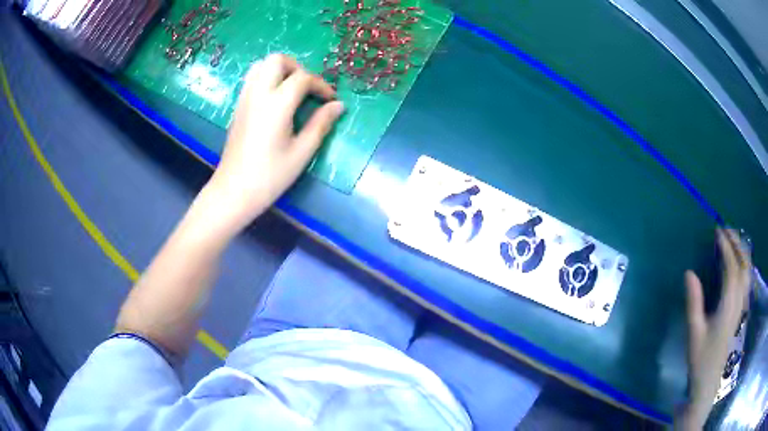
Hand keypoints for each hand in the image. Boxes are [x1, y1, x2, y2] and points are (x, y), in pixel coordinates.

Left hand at [204, 54, 343, 233]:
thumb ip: (321, 124)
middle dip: (297, 68)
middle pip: (277, 60)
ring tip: (291, 91)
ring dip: (280, 71)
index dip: (321, 85)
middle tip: (307, 89)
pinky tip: (275, 101)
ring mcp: (244, 99)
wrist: (234, 191)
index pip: (303, 78)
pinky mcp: (238, 107)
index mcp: (277, 104)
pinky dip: (267, 79)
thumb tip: (338, 106)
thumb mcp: (302, 152)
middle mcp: (258, 94)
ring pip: (261, 66)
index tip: (330, 100)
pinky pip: (252, 79)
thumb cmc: (270, 176)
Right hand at [677, 228, 751, 429]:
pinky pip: (747, 280)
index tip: (717, 232)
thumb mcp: (694, 333)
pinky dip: (745, 264)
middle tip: (725, 230)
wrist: (708, 383)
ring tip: (733, 240)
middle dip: (736, 243)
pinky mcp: (741, 311)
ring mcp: (742, 306)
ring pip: (748, 270)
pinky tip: (740, 263)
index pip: (731, 267)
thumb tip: (689, 272)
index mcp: (728, 304)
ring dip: (742, 251)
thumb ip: (693, 302)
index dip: (725, 247)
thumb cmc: (700, 359)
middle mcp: (739, 300)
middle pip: (744, 264)